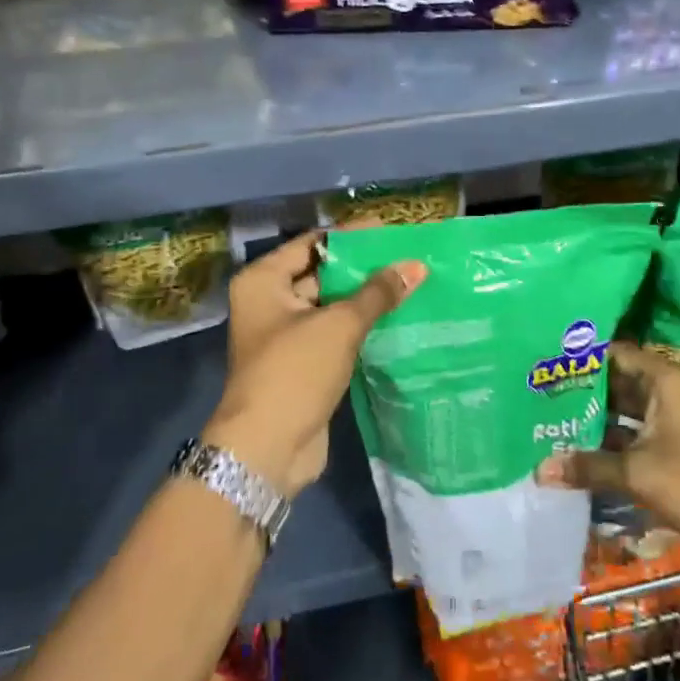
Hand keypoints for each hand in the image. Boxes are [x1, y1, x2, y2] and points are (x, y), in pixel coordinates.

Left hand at [204, 231, 424, 496]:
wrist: (267, 450)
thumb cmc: (294, 372)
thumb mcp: (339, 325)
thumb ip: (377, 293)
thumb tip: (416, 265)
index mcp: (263, 281)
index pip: (313, 243)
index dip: (351, 237)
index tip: (391, 230)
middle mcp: (269, 301)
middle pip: (322, 273)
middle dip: (363, 268)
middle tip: (406, 257)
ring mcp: (285, 335)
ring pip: (331, 305)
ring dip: (365, 299)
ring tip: (410, 283)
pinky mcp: (302, 363)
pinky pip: (335, 333)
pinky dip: (361, 326)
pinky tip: (398, 318)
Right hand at [534, 342, 679, 559]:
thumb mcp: (635, 473)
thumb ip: (587, 466)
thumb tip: (538, 469)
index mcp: (661, 380)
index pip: (614, 352)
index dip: (582, 354)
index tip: (546, 357)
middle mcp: (661, 390)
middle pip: (613, 378)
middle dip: (580, 386)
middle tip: (537, 386)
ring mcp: (663, 417)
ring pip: (618, 406)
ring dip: (590, 413)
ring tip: (546, 412)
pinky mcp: (662, 442)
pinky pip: (625, 429)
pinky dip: (603, 435)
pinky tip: (571, 442)